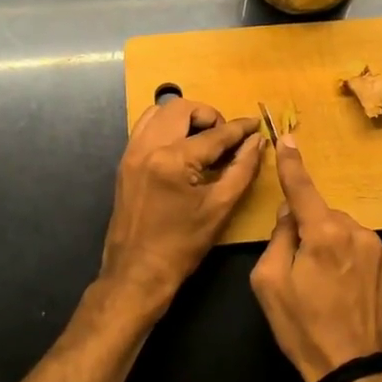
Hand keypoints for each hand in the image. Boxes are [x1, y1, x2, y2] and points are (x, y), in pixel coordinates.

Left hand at [100, 98, 262, 303]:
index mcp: (172, 160)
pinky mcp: (125, 162)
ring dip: (185, 118)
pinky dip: (166, 128)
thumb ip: (242, 169)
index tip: (256, 124)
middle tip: (225, 138)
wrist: (137, 273)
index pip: (214, 134)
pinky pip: (145, 128)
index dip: (239, 128)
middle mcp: (148, 147)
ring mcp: (132, 153)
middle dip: (208, 115)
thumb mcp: (220, 208)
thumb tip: (257, 141)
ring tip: (203, 140)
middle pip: (181, 107)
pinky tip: (182, 149)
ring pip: (159, 112)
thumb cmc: (182, 246)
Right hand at [249, 133, 381, 381]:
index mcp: (324, 233)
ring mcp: (381, 249)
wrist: (355, 370)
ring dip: (333, 249)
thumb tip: (290, 214)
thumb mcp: (270, 284)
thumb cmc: (304, 328)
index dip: (292, 164)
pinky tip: (348, 293)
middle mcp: (357, 231)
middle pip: (323, 218)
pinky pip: (363, 251)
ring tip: (327, 290)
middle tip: (301, 274)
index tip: (287, 138)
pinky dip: (352, 262)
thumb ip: (278, 239)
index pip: (302, 189)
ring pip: (345, 234)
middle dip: (311, 234)